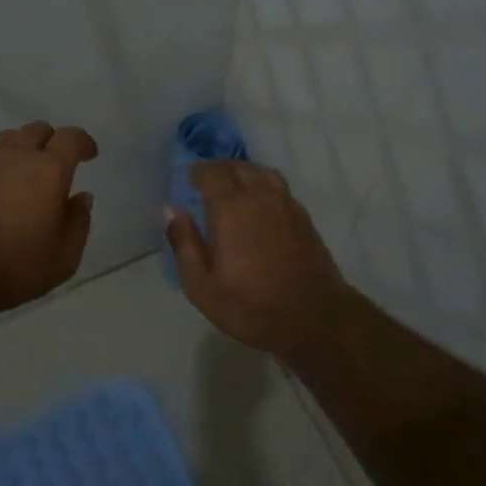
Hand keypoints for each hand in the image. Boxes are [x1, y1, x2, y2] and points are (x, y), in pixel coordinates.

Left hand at [0, 122, 99, 313]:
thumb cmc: (16, 266)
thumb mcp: (64, 256)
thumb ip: (78, 223)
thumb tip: (81, 198)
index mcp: (49, 170)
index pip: (71, 138)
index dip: (83, 142)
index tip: (89, 155)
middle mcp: (16, 156)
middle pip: (36, 130)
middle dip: (51, 140)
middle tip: (55, 162)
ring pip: (6, 138)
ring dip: (20, 148)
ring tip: (23, 170)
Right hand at [166, 162, 352, 355]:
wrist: (313, 317)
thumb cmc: (250, 305)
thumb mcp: (202, 285)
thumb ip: (184, 243)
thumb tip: (171, 210)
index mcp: (231, 207)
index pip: (212, 173)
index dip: (198, 171)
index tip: (188, 178)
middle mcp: (260, 196)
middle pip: (238, 167)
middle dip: (220, 169)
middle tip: (207, 181)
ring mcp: (286, 204)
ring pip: (263, 173)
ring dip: (245, 172)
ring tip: (234, 186)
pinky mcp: (303, 217)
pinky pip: (280, 188)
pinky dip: (265, 185)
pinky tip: (261, 203)